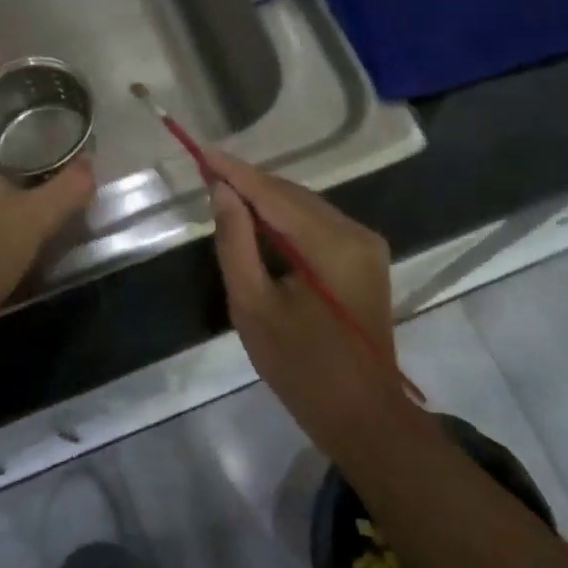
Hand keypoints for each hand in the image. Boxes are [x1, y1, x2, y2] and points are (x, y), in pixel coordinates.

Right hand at [205, 149, 403, 446]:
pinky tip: (259, 223)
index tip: (201, 151)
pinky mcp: (365, 259)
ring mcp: (366, 245)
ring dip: (266, 201)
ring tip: (225, 194)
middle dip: (250, 184)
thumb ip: (235, 242)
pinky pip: (318, 226)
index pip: (274, 194)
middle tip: (207, 174)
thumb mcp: (253, 306)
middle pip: (292, 195)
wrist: (362, 415)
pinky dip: (286, 220)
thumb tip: (222, 191)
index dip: (235, 172)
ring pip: (306, 207)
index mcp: (332, 244)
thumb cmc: (300, 366)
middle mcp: (356, 232)